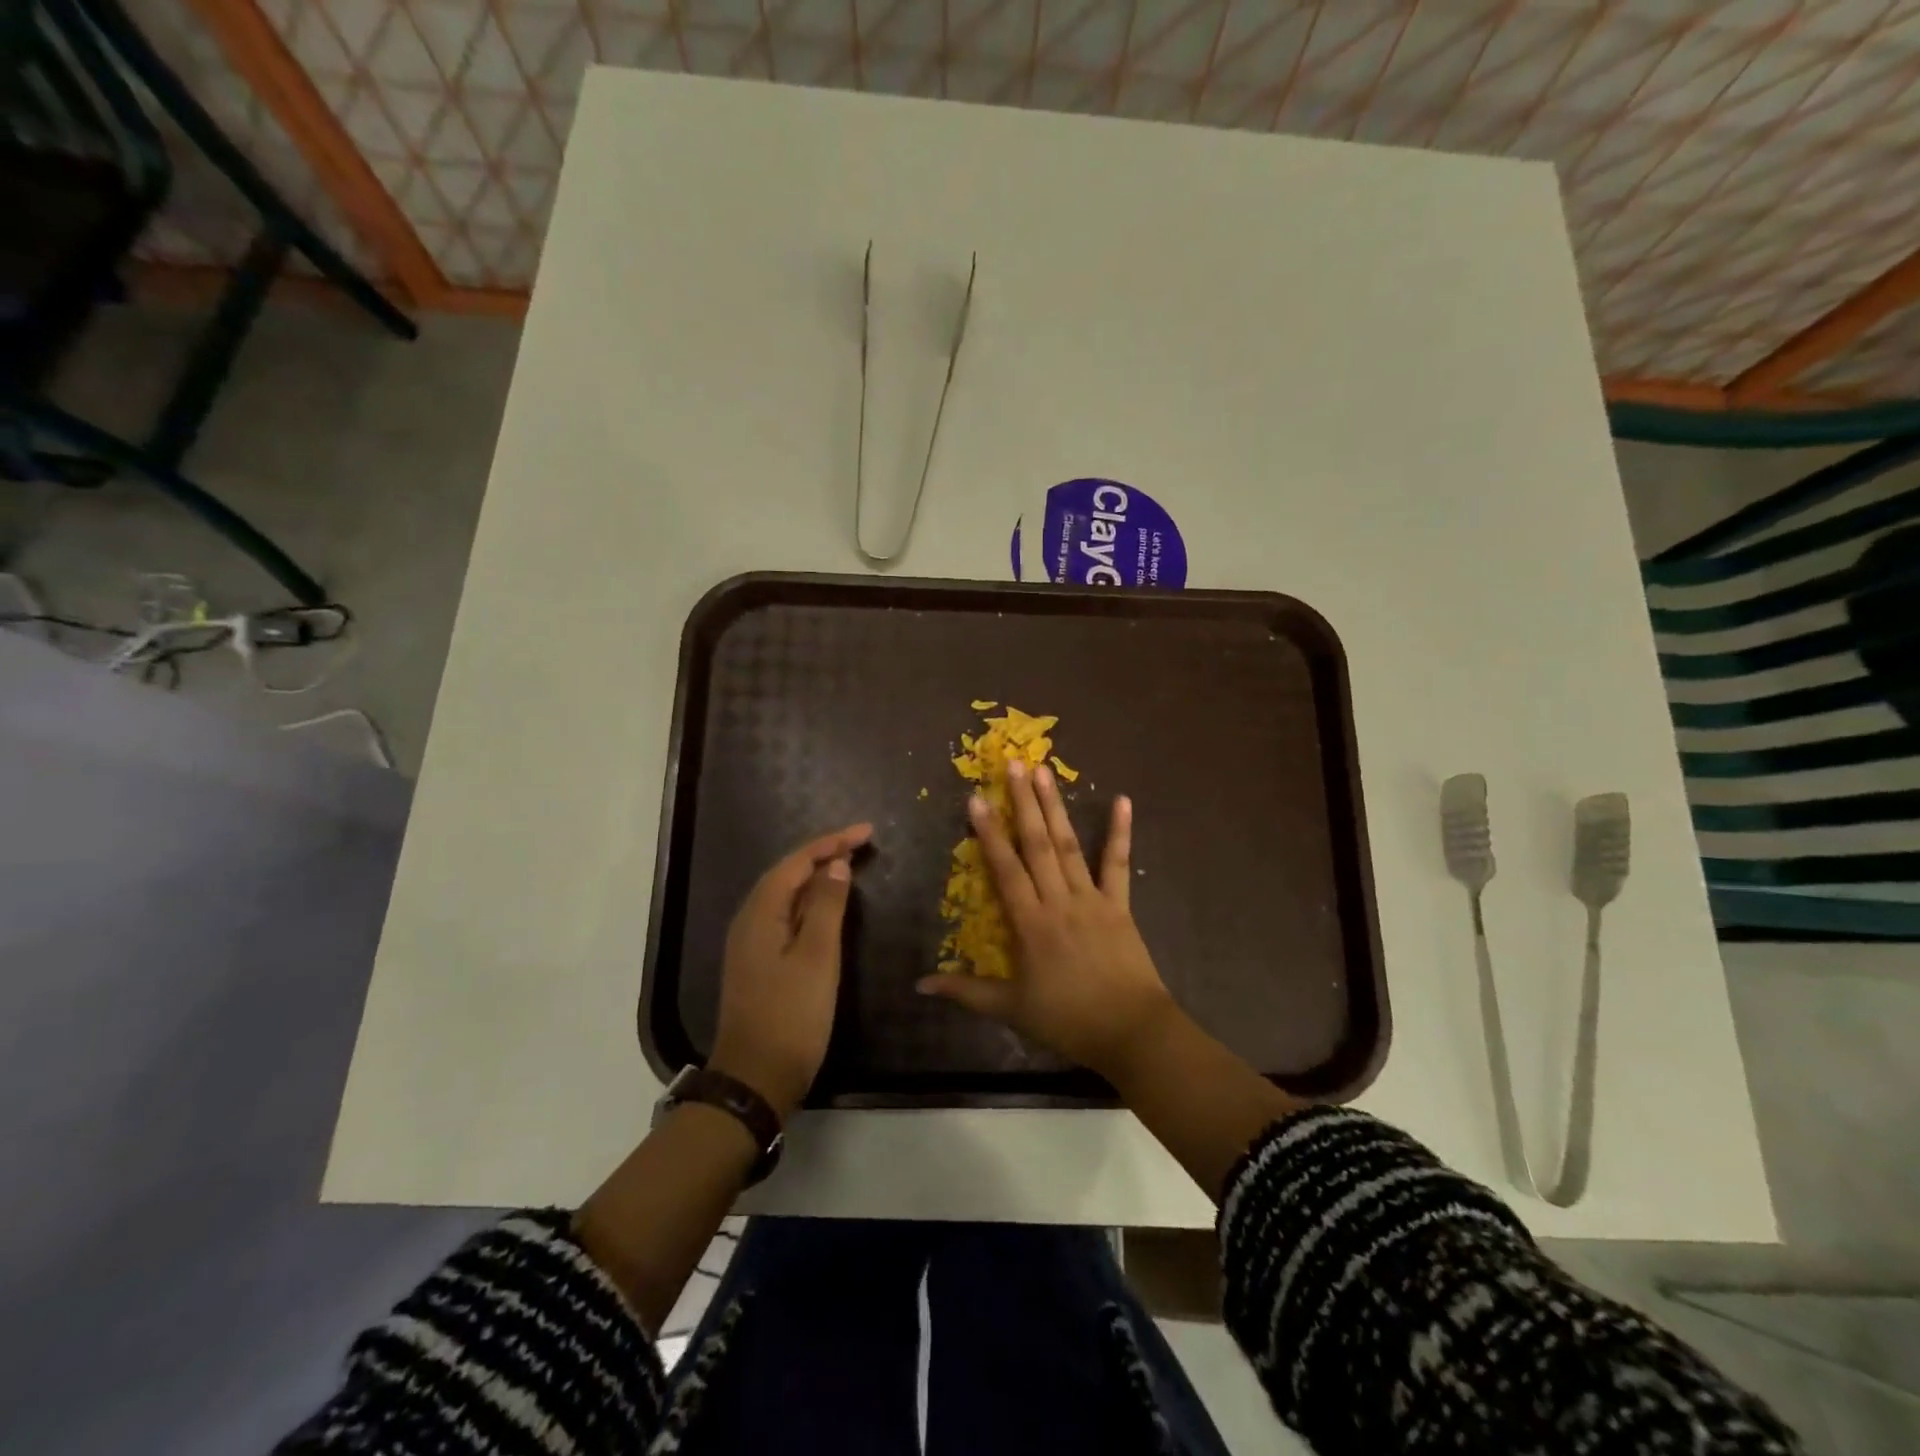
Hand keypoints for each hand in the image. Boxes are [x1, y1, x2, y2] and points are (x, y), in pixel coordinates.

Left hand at [709, 823, 871, 1117]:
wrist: (755, 1080)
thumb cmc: (791, 1016)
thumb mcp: (817, 958)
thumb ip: (826, 907)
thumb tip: (835, 866)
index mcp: (760, 913)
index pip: (796, 862)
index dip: (831, 842)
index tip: (867, 833)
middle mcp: (749, 921)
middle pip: (787, 874)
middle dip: (823, 854)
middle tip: (861, 845)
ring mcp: (751, 944)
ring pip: (785, 896)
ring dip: (816, 877)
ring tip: (849, 865)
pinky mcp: (758, 963)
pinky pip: (785, 917)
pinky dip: (809, 903)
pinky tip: (827, 908)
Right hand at [916, 761, 1175, 1079]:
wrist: (1131, 1032)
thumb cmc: (1068, 1021)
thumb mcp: (1011, 1009)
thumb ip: (966, 992)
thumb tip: (920, 985)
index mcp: (1031, 923)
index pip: (1005, 869)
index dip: (989, 833)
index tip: (976, 798)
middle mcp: (1059, 901)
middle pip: (1038, 844)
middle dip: (1023, 803)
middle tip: (1012, 764)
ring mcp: (1092, 899)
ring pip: (1069, 846)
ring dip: (1056, 806)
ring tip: (1044, 771)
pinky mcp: (1119, 904)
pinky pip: (1118, 864)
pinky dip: (1120, 832)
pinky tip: (1122, 800)